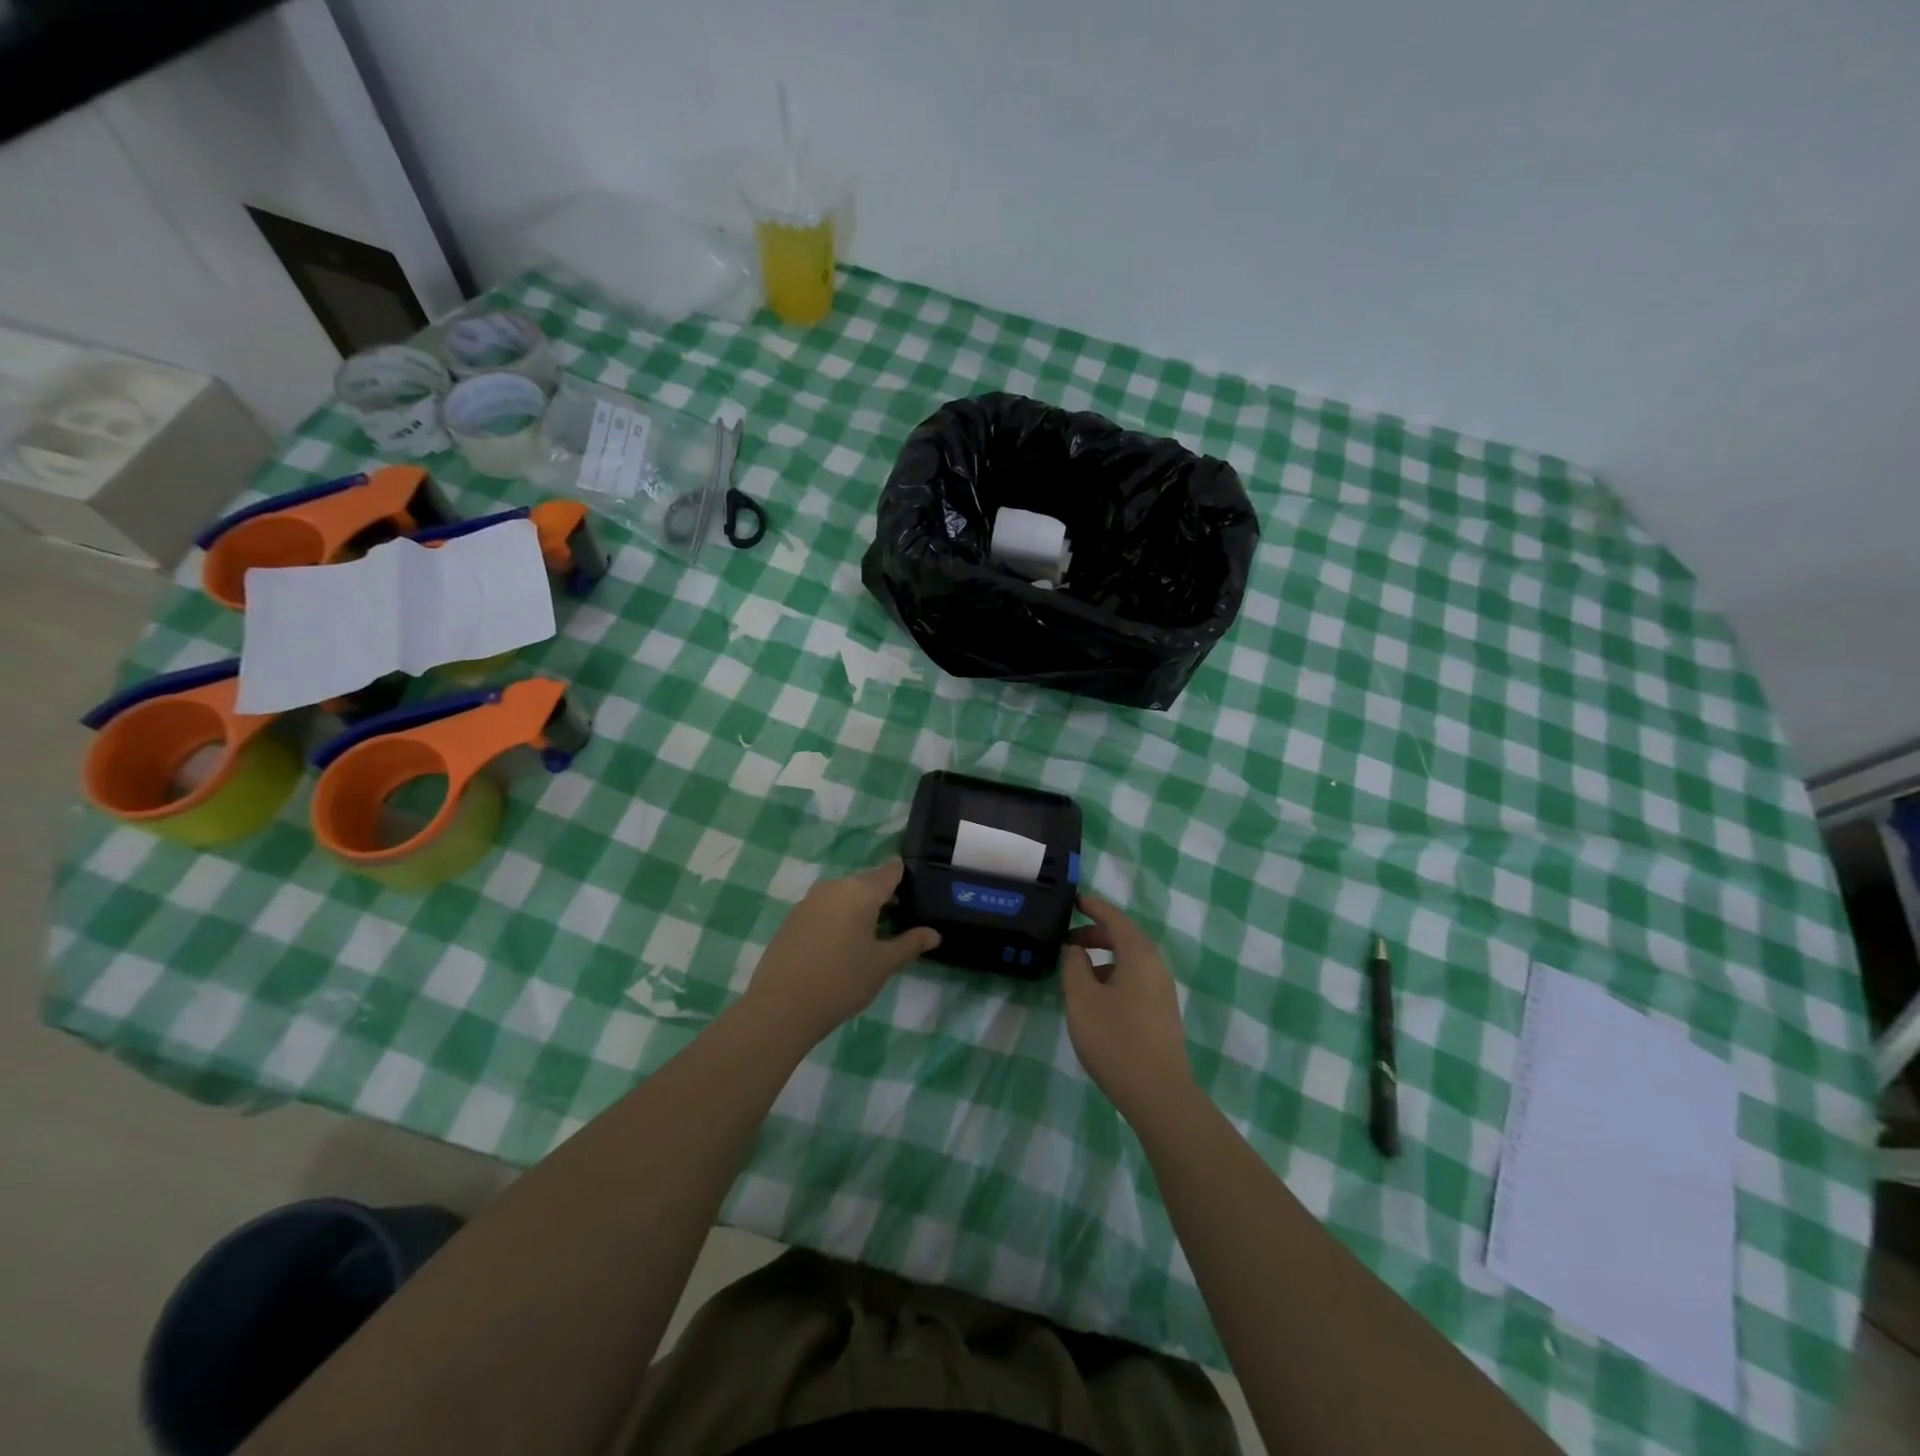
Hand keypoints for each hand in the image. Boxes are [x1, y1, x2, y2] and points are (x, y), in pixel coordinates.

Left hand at [743, 860, 939, 1046]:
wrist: (781, 1007)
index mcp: (860, 890)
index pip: (891, 870)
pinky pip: (825, 909)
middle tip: (899, 926)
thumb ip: (910, 944)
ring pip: (844, 896)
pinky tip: (841, 948)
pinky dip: (838, 920)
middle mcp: (834, 886)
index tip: (918, 896)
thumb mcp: (883, 964)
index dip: (906, 879)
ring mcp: (809, 901)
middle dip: (884, 899)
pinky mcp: (792, 918)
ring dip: (860, 911)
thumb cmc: (841, 981)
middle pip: (867, 883)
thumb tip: (934, 934)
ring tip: (872, 940)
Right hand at [1061, 893, 1193, 1118]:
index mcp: (1139, 955)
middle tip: (1067, 940)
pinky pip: (1135, 981)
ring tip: (1076, 974)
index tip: (1074, 900)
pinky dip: (1113, 977)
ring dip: (1103, 958)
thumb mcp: (1082, 999)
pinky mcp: (1162, 1015)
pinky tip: (1095, 1000)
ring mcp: (1162, 992)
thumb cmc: (1115, 1039)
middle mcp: (1156, 967)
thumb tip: (1075, 950)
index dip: (1093, 907)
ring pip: (1130, 962)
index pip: (1115, 918)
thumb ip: (1074, 967)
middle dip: (1096, 934)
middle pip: (1125, 938)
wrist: (1159, 1094)